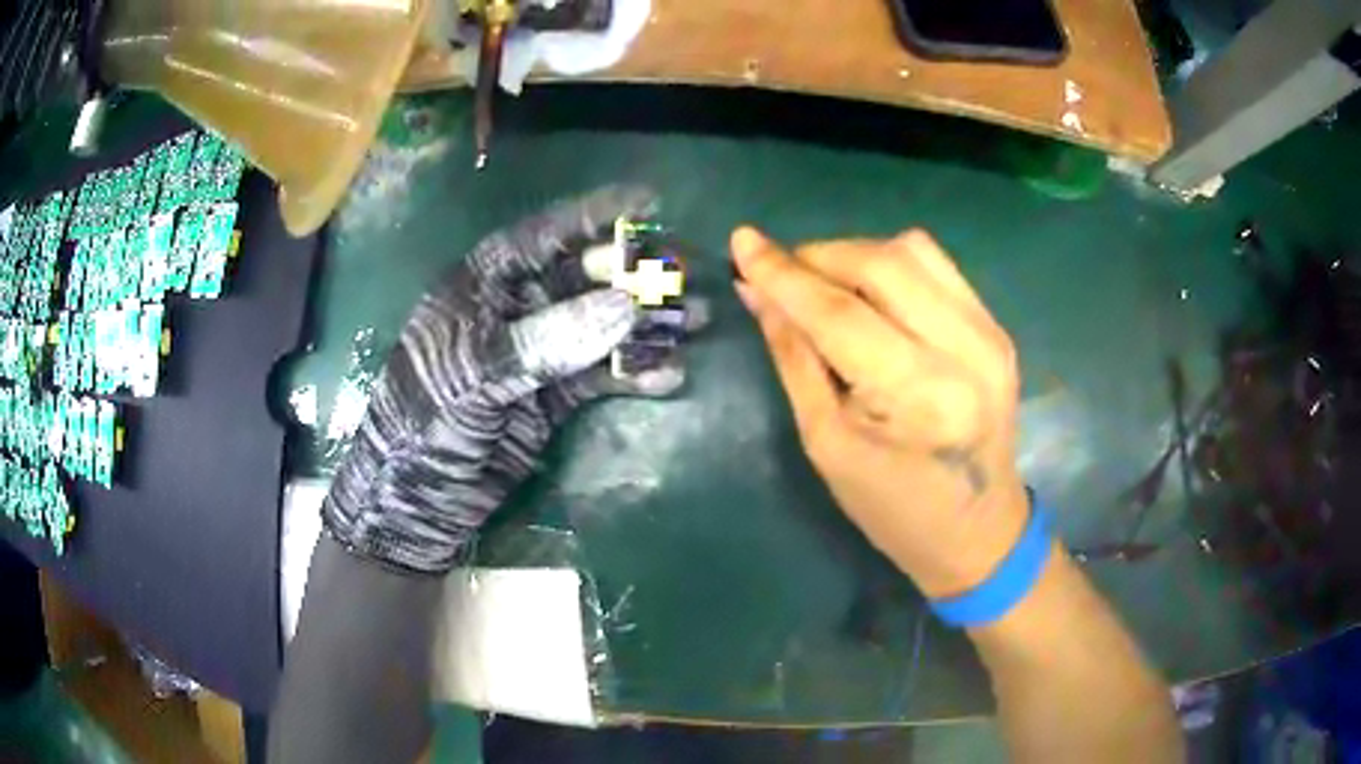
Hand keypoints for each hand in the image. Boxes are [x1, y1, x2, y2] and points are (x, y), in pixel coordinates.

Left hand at [323, 186, 689, 574]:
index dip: (594, 216)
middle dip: (635, 274)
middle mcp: (513, 310)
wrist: (415, 502)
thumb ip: (546, 340)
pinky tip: (671, 376)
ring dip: (646, 324)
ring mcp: (537, 354)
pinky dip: (635, 375)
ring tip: (697, 320)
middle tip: (687, 274)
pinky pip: (602, 376)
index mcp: (482, 286)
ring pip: (601, 327)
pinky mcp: (553, 398)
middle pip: (584, 279)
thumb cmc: (425, 423)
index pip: (542, 236)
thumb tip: (625, 306)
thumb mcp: (475, 375)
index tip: (650, 203)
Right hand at [731, 227, 1027, 597]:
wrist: (977, 531)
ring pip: (914, 250)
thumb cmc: (892, 508)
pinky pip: (938, 267)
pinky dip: (893, 266)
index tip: (742, 241)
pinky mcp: (997, 328)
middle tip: (784, 274)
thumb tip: (757, 291)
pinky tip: (873, 295)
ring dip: (857, 255)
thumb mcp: (827, 442)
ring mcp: (989, 333)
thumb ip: (793, 356)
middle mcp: (963, 350)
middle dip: (820, 255)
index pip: (840, 312)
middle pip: (882, 263)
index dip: (784, 273)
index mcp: (918, 397)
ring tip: (827, 284)